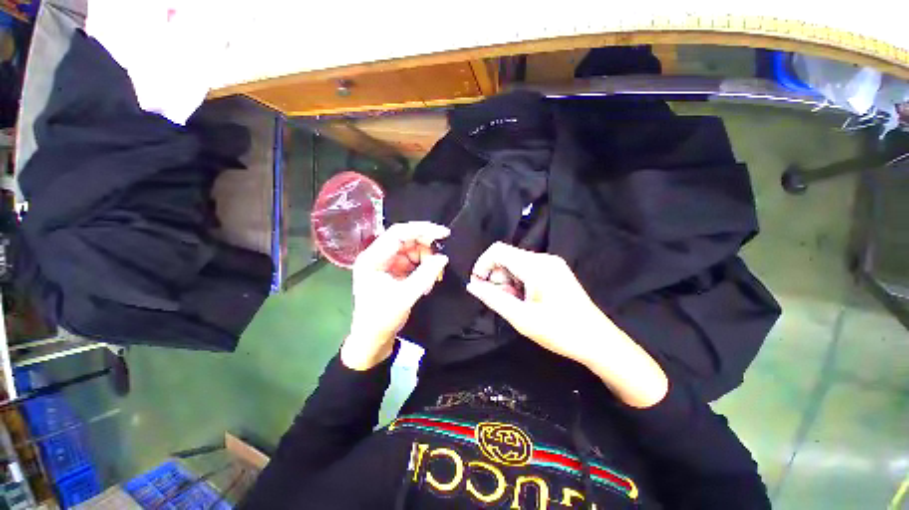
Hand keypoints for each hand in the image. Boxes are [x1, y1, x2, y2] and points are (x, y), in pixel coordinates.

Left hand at [341, 222, 449, 370]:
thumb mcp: (405, 296)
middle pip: (406, 240)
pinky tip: (428, 282)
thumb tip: (443, 257)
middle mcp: (378, 256)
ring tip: (434, 279)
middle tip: (441, 261)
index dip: (422, 229)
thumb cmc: (381, 319)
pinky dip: (424, 268)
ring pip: (413, 250)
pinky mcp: (394, 270)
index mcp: (372, 258)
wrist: (372, 339)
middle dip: (427, 248)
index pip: (398, 233)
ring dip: (427, 260)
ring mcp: (386, 263)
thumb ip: (425, 275)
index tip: (443, 233)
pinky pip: (413, 261)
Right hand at [466, 242, 604, 363]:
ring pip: (516, 265)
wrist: (598, 342)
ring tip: (516, 305)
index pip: (498, 251)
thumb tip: (472, 285)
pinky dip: (518, 283)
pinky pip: (527, 271)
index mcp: (536, 266)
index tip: (478, 285)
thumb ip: (493, 298)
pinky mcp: (555, 272)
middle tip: (501, 302)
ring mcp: (552, 265)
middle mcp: (544, 259)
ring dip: (507, 282)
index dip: (482, 265)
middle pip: (507, 258)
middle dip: (496, 277)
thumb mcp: (521, 318)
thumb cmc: (560, 331)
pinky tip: (525, 301)